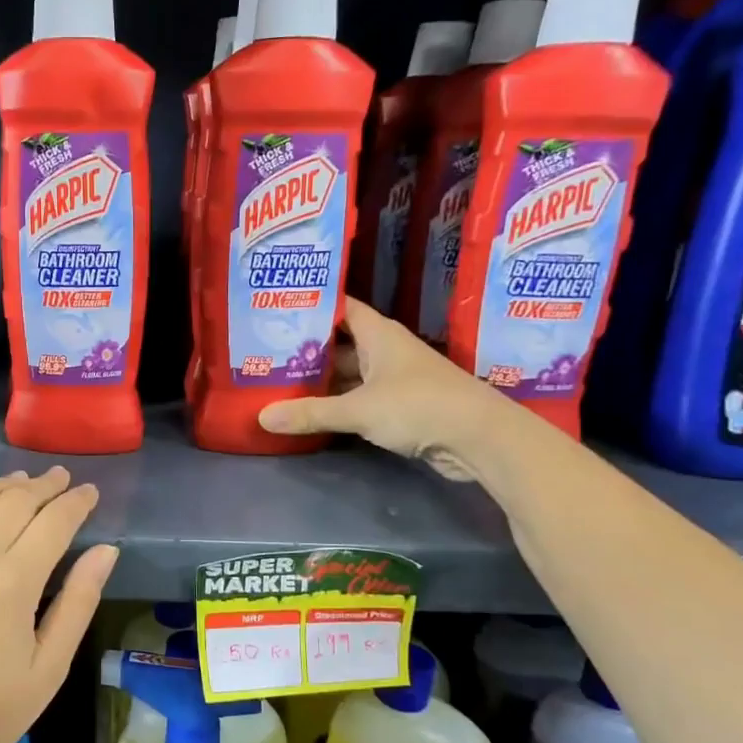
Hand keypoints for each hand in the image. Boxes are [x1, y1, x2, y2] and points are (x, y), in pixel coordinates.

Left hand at [0, 467, 117, 742]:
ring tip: (19, 482)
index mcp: (13, 582)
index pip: (54, 521)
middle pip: (14, 501)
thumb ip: (79, 602)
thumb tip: (107, 550)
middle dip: (44, 486)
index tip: (89, 492)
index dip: (76, 502)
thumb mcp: (50, 667)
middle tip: (60, 480)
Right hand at [257, 298, 512, 479]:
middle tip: (266, 352)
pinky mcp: (400, 406)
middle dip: (307, 348)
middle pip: (340, 343)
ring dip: (321, 380)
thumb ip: (311, 413)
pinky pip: (359, 398)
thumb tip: (262, 417)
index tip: (278, 308)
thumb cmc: (419, 406)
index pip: (340, 307)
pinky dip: (338, 403)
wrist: (480, 437)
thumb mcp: (359, 410)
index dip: (312, 305)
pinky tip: (311, 411)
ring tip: (279, 382)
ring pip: (349, 374)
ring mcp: (395, 379)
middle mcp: (386, 351)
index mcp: (379, 335)